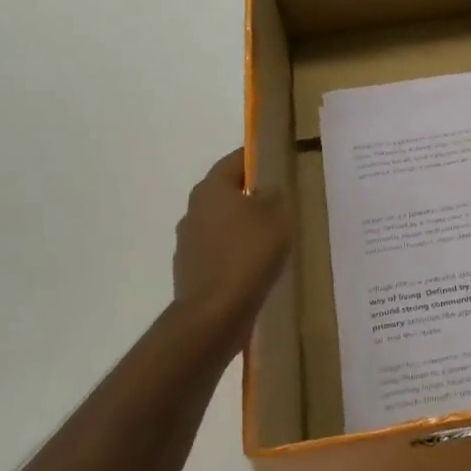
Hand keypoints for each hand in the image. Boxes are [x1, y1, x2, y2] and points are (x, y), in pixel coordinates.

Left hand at [172, 149, 293, 349]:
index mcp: (211, 189)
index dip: (257, 158)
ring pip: (222, 223)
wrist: (215, 312)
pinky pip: (220, 252)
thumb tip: (268, 191)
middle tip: (281, 202)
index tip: (278, 162)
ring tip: (272, 238)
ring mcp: (189, 242)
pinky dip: (236, 253)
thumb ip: (275, 195)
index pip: (235, 160)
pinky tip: (256, 266)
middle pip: (227, 192)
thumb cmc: (249, 253)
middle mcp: (194, 210)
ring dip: (243, 226)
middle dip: (251, 195)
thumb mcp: (277, 216)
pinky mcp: (192, 270)